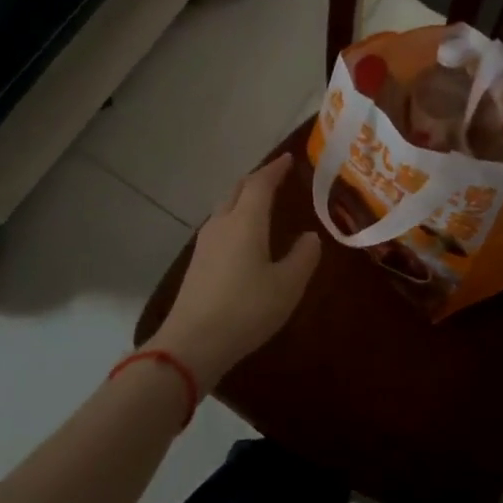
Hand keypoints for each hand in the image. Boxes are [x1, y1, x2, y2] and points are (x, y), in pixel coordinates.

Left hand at [156, 154, 320, 387]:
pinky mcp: (197, 262)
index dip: (275, 169)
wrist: (192, 343)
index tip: (289, 159)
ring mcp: (205, 243)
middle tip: (276, 176)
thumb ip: (303, 257)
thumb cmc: (246, 309)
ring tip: (261, 202)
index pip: (260, 183)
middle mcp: (222, 224)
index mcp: (245, 221)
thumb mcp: (287, 286)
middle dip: (257, 179)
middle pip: (238, 190)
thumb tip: (310, 236)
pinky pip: (219, 226)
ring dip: (243, 198)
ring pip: (225, 207)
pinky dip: (235, 217)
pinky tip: (242, 235)